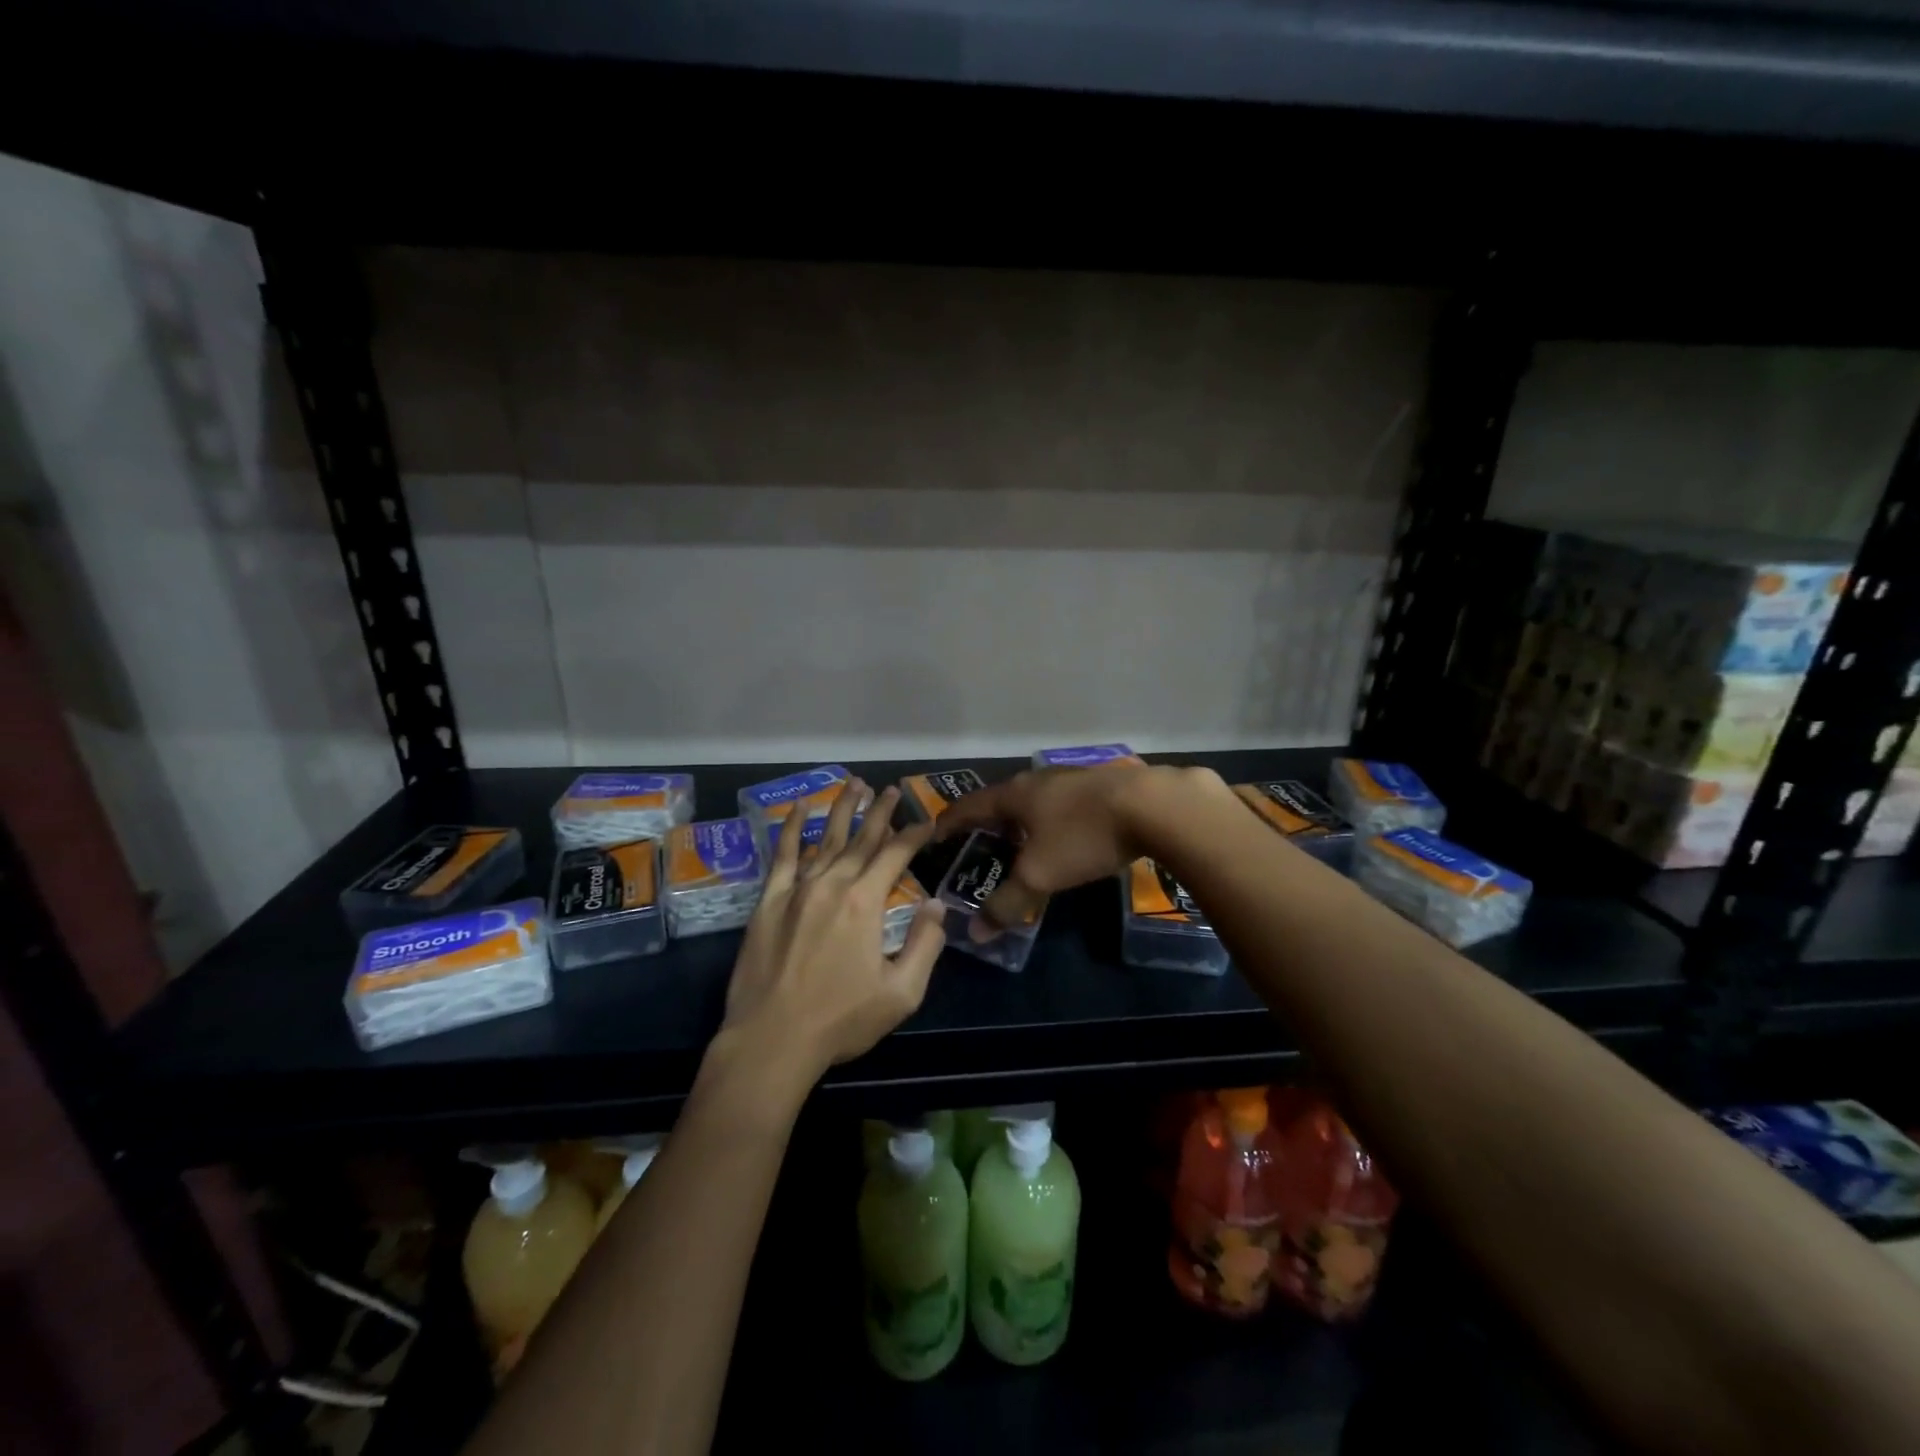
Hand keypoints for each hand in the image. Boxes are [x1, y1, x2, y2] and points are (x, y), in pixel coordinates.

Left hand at [722, 780, 946, 1086]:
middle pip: (862, 839)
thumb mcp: (900, 993)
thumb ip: (925, 945)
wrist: (771, 1041)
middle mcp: (832, 884)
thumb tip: (937, 905)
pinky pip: (783, 855)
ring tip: (855, 784)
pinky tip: (799, 809)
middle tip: (891, 790)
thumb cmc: (840, 1020)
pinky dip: (792, 829)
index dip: (914, 835)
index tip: (927, 821)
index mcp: (865, 903)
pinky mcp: (769, 901)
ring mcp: (797, 889)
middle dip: (880, 812)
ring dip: (842, 810)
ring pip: (826, 839)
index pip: (895, 855)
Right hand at [936, 763, 1228, 932]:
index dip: (950, 823)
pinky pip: (1063, 801)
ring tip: (1021, 842)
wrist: (1154, 805)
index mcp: (1014, 795)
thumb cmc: (1084, 835)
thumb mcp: (1040, 875)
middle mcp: (1038, 779)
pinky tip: (1066, 834)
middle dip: (988, 822)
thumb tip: (975, 934)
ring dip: (1022, 819)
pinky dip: (1052, 818)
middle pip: (1002, 799)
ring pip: (1035, 798)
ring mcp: (1071, 777)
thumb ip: (1007, 903)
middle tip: (980, 846)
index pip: (969, 806)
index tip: (935, 837)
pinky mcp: (1101, 784)